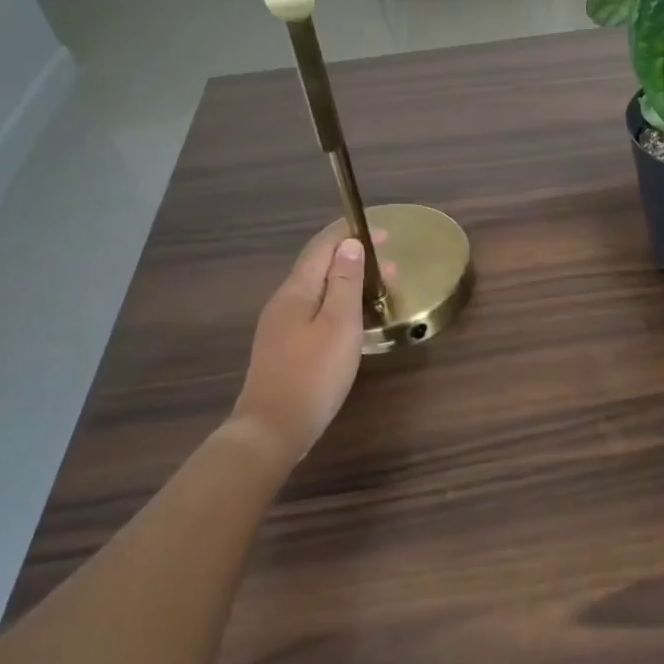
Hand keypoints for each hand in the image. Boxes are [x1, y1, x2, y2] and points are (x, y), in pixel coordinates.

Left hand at [230, 225, 389, 467]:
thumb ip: (344, 282)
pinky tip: (352, 319)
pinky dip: (337, 302)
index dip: (351, 233)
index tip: (385, 233)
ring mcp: (280, 326)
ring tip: (377, 289)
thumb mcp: (338, 324)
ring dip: (347, 281)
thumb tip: (349, 244)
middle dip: (353, 258)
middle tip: (391, 265)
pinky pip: (313, 310)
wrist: (272, 429)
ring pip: (316, 290)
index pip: (322, 247)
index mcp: (296, 290)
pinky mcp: (283, 348)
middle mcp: (283, 301)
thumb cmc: (313, 374)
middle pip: (318, 266)